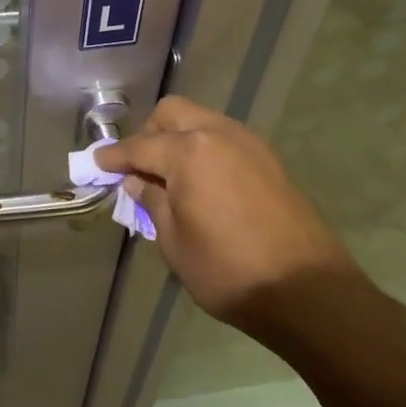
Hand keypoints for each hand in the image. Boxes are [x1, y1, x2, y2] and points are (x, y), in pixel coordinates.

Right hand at [92, 97, 360, 332]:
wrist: (309, 292)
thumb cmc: (229, 271)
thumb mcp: (174, 242)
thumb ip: (152, 202)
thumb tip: (139, 181)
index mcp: (189, 152)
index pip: (139, 146)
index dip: (114, 157)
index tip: (96, 164)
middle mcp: (218, 134)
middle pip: (172, 114)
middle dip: (148, 133)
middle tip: (138, 167)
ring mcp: (249, 144)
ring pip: (202, 121)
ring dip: (178, 138)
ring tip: (169, 177)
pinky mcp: (270, 160)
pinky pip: (225, 139)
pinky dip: (205, 149)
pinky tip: (202, 182)